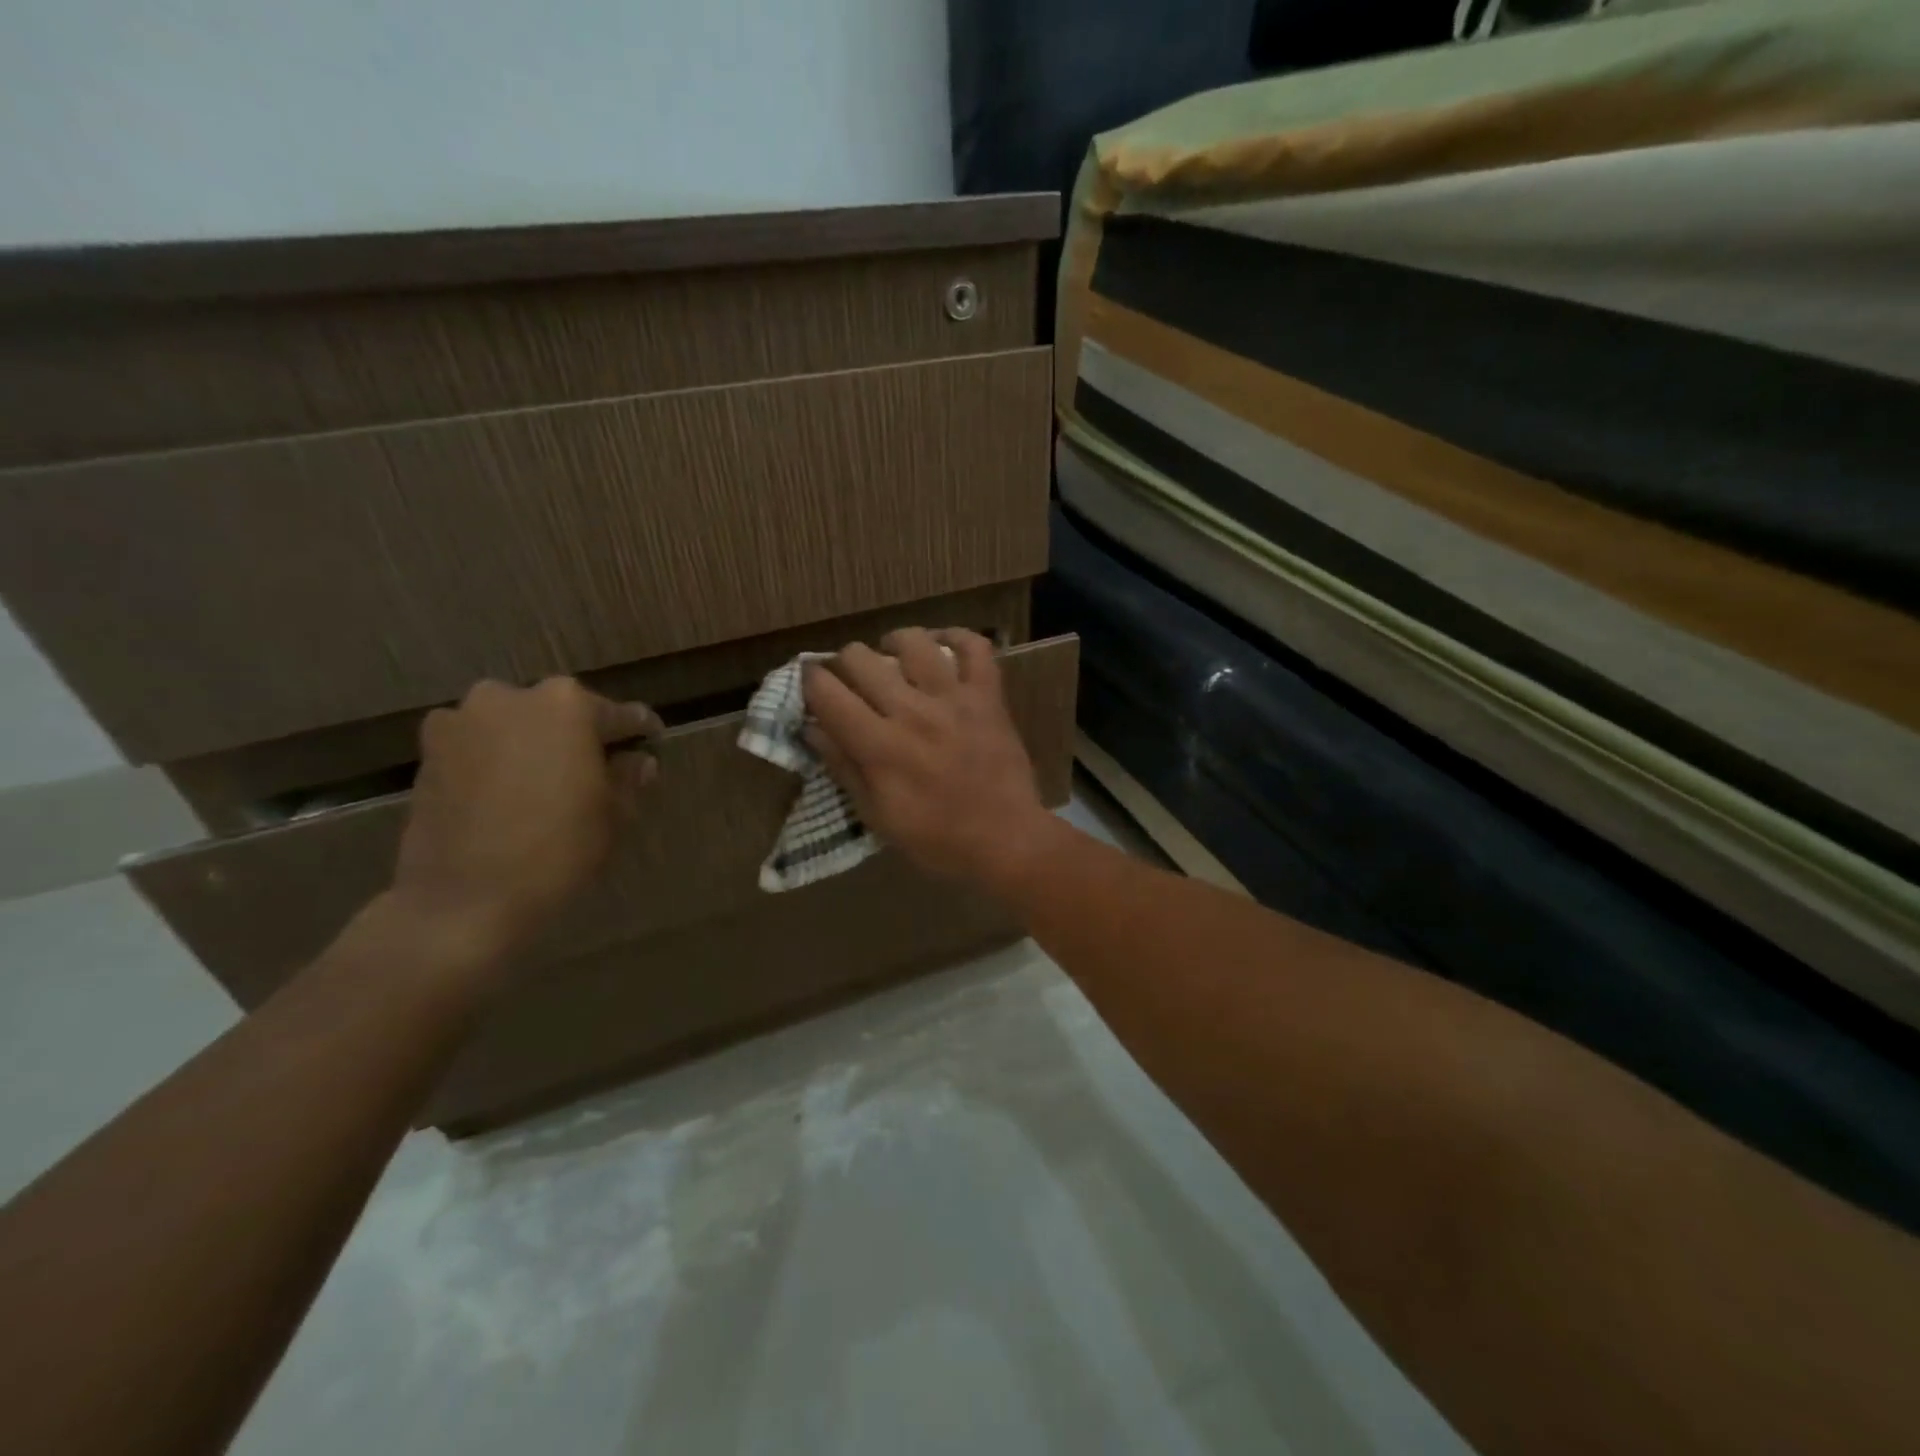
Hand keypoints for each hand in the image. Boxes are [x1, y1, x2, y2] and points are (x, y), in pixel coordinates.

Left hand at [391, 677, 660, 964]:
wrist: (463, 899)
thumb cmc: (556, 849)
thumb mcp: (613, 814)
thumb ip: (627, 777)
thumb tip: (637, 761)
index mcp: (567, 704)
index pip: (619, 715)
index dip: (638, 734)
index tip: (650, 745)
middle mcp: (511, 697)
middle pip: (561, 712)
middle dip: (580, 737)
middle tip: (596, 770)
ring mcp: (462, 721)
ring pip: (516, 727)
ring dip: (534, 747)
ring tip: (548, 784)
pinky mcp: (428, 752)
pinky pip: (479, 747)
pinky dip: (497, 763)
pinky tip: (509, 797)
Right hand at [802, 628, 1051, 891]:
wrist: (1006, 839)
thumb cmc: (937, 838)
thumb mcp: (878, 815)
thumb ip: (843, 767)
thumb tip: (811, 728)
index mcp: (880, 746)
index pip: (828, 693)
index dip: (810, 682)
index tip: (811, 685)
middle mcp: (913, 712)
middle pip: (861, 658)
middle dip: (845, 663)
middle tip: (852, 680)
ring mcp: (954, 698)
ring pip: (913, 642)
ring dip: (893, 644)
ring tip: (892, 657)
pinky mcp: (988, 696)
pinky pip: (974, 647)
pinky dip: (956, 637)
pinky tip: (941, 647)